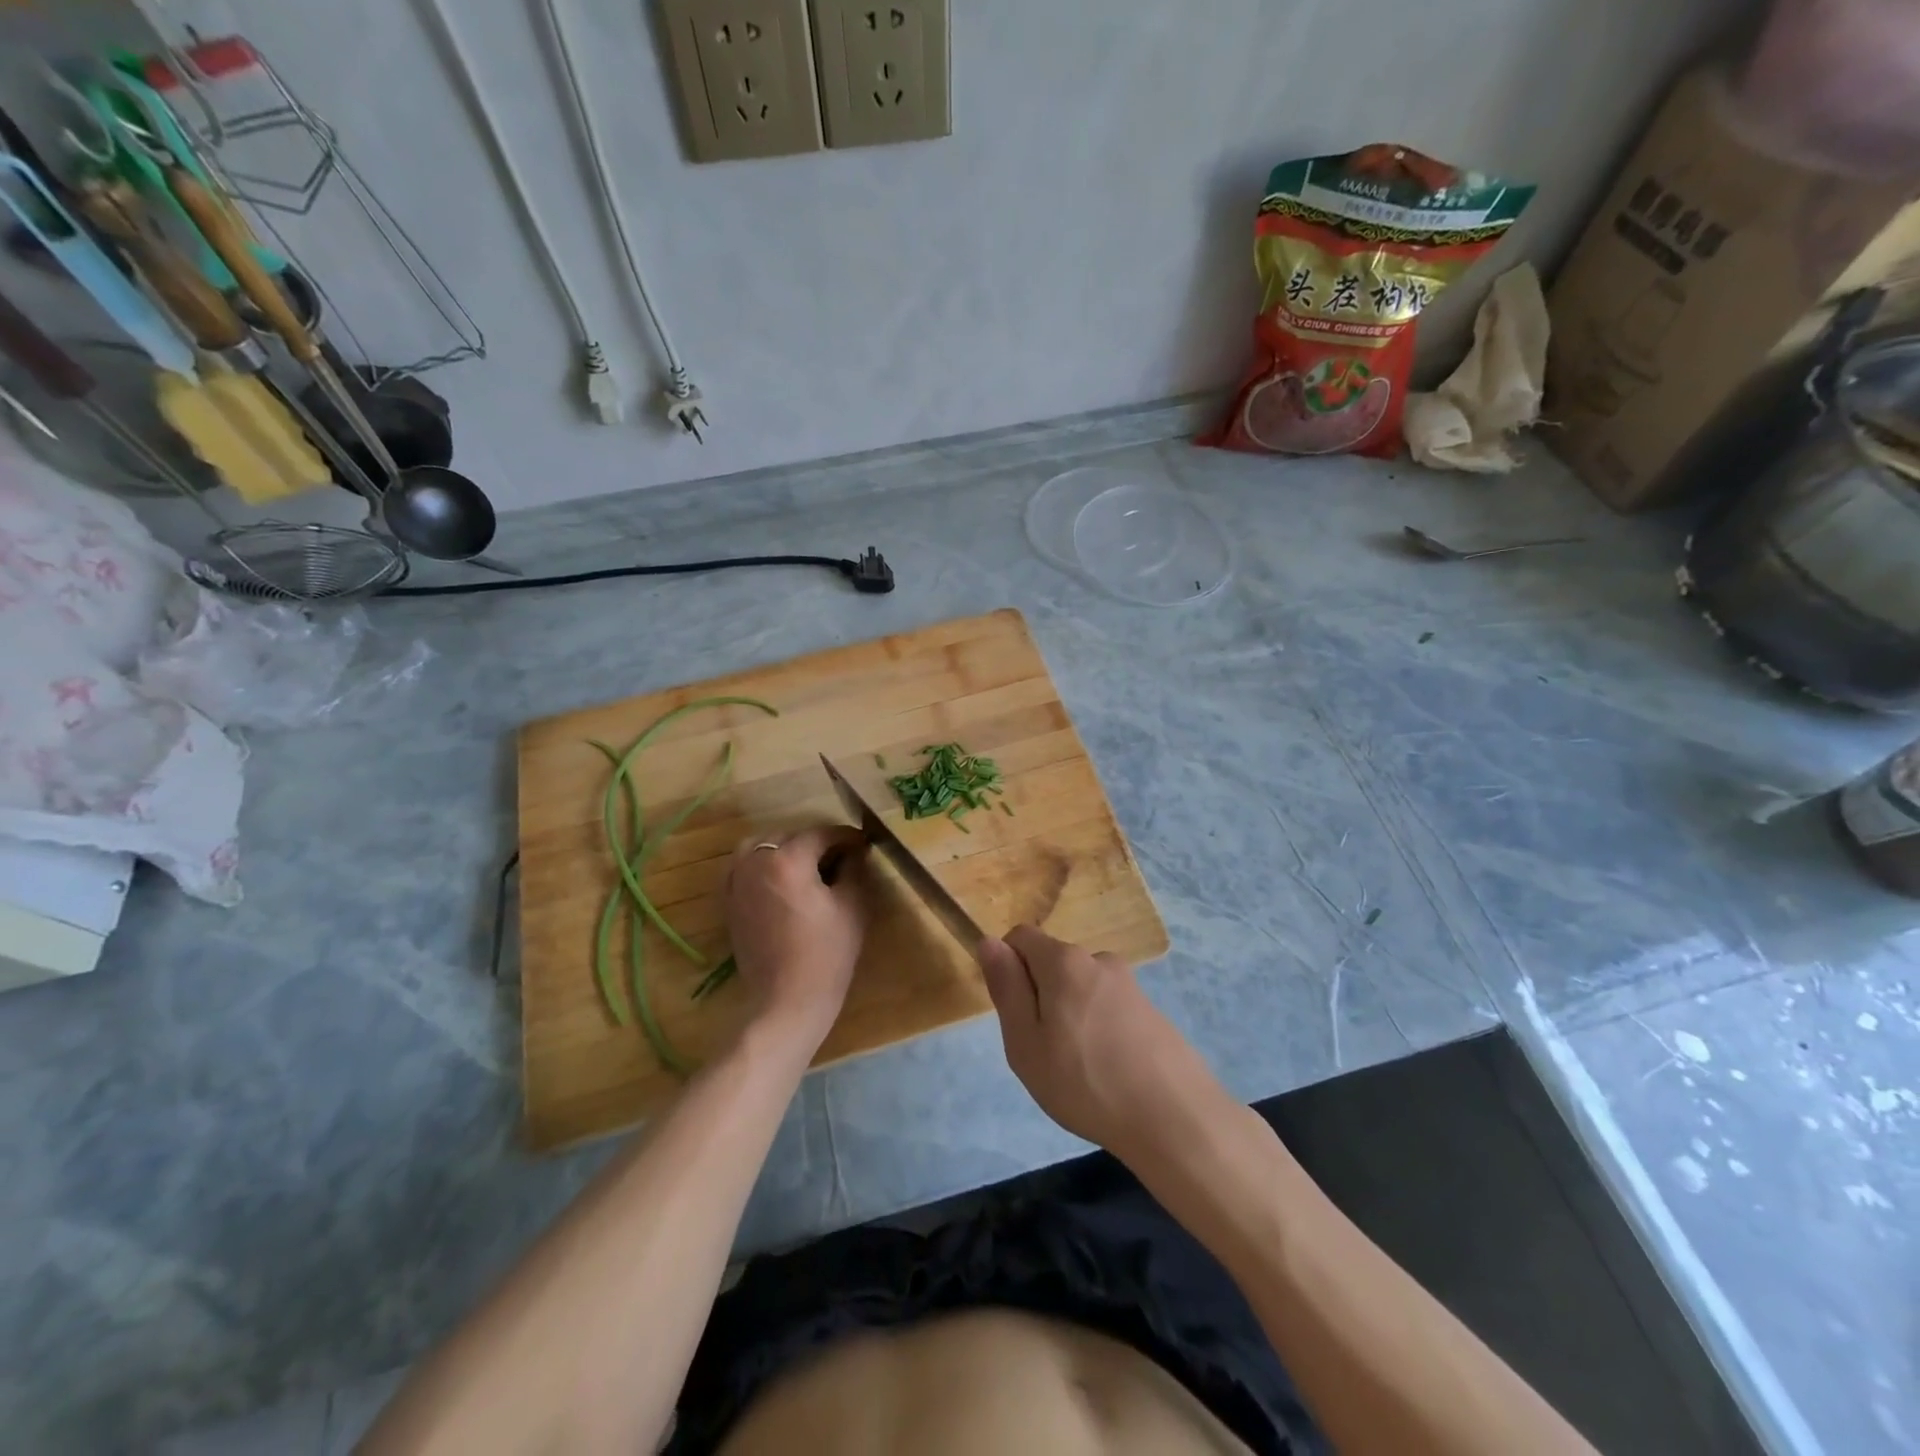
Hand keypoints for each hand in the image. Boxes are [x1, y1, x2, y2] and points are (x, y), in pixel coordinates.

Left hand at [726, 826, 868, 1053]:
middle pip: (788, 836)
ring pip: (759, 846)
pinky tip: (779, 879)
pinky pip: (742, 867)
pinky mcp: (729, 903)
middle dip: (815, 841)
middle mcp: (756, 863)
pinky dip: (760, 864)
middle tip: (840, 857)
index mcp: (788, 860)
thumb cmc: (826, 954)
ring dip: (783, 847)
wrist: (787, 1001)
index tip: (864, 844)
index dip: (846, 837)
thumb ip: (854, 870)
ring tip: (806, 864)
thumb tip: (855, 852)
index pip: (820, 834)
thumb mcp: (852, 906)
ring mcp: (737, 882)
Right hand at [978, 926, 1225, 1162]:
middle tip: (1043, 1051)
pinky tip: (1107, 1071)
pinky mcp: (1151, 1010)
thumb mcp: (1025, 1042)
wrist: (1175, 1119)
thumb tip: (989, 943)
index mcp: (1064, 961)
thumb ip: (1006, 988)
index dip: (1008, 967)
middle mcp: (1098, 960)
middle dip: (1040, 996)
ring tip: (1078, 1068)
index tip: (1014, 1014)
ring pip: (1080, 988)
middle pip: (1052, 963)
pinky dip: (1098, 1029)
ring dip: (1070, 1014)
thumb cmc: (1085, 1082)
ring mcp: (1130, 984)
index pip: (1021, 937)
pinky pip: (1107, 1007)